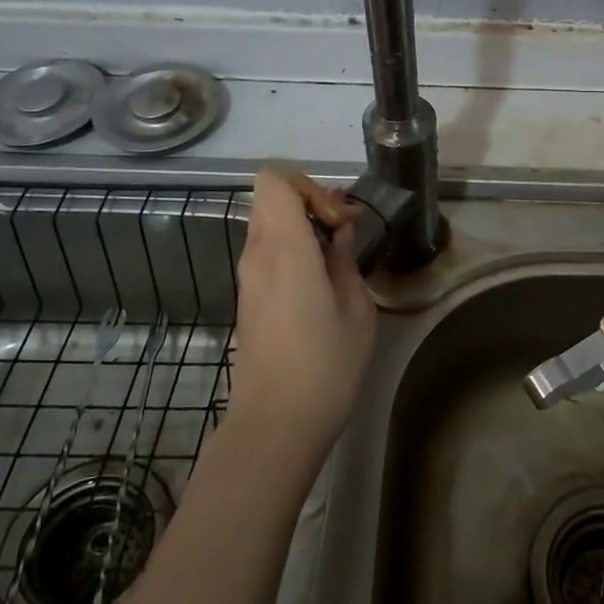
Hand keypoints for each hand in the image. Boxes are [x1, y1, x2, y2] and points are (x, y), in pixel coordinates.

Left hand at [230, 166, 377, 457]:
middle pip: (270, 197)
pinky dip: (293, 247)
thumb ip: (344, 259)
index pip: (273, 179)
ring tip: (338, 253)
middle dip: (310, 201)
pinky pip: (267, 250)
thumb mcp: (355, 308)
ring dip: (302, 225)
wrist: (276, 423)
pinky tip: (321, 277)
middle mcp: (257, 254)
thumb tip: (337, 232)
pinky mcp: (248, 296)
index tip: (340, 219)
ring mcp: (248, 276)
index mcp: (284, 249)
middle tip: (345, 230)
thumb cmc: (325, 365)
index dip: (309, 185)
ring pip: (268, 223)